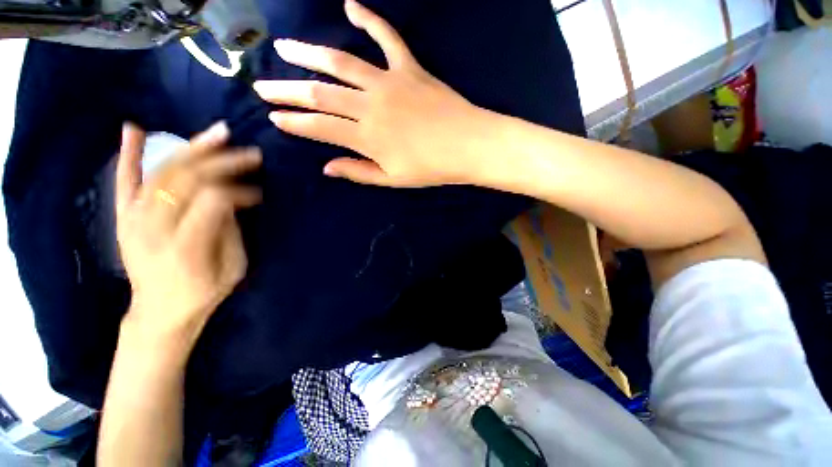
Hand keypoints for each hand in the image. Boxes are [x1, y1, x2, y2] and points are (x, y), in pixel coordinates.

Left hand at [116, 122, 261, 340]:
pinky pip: (124, 180)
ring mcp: (133, 220)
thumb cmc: (203, 293)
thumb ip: (230, 230)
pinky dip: (129, 153)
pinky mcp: (123, 217)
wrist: (159, 312)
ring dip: (191, 149)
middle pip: (187, 179)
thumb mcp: (233, 268)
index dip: (239, 191)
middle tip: (250, 153)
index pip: (213, 200)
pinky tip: (135, 129)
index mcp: (186, 246)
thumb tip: (232, 198)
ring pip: (161, 172)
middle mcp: (153, 228)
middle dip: (222, 162)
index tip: (258, 194)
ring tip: (216, 134)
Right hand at [253, 0, 492, 186]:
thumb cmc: (432, 169)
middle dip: (288, 90)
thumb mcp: (393, 180)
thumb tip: (327, 167)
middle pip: (320, 94)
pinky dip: (369, 19)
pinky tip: (351, 6)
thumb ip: (359, 172)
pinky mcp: (409, 68)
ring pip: (341, 63)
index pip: (319, 128)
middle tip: (262, 85)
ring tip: (285, 48)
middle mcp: (370, 106)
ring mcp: (389, 82)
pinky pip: (386, 37)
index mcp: (367, 138)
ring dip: (310, 54)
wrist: (468, 147)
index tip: (274, 117)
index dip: (295, 123)